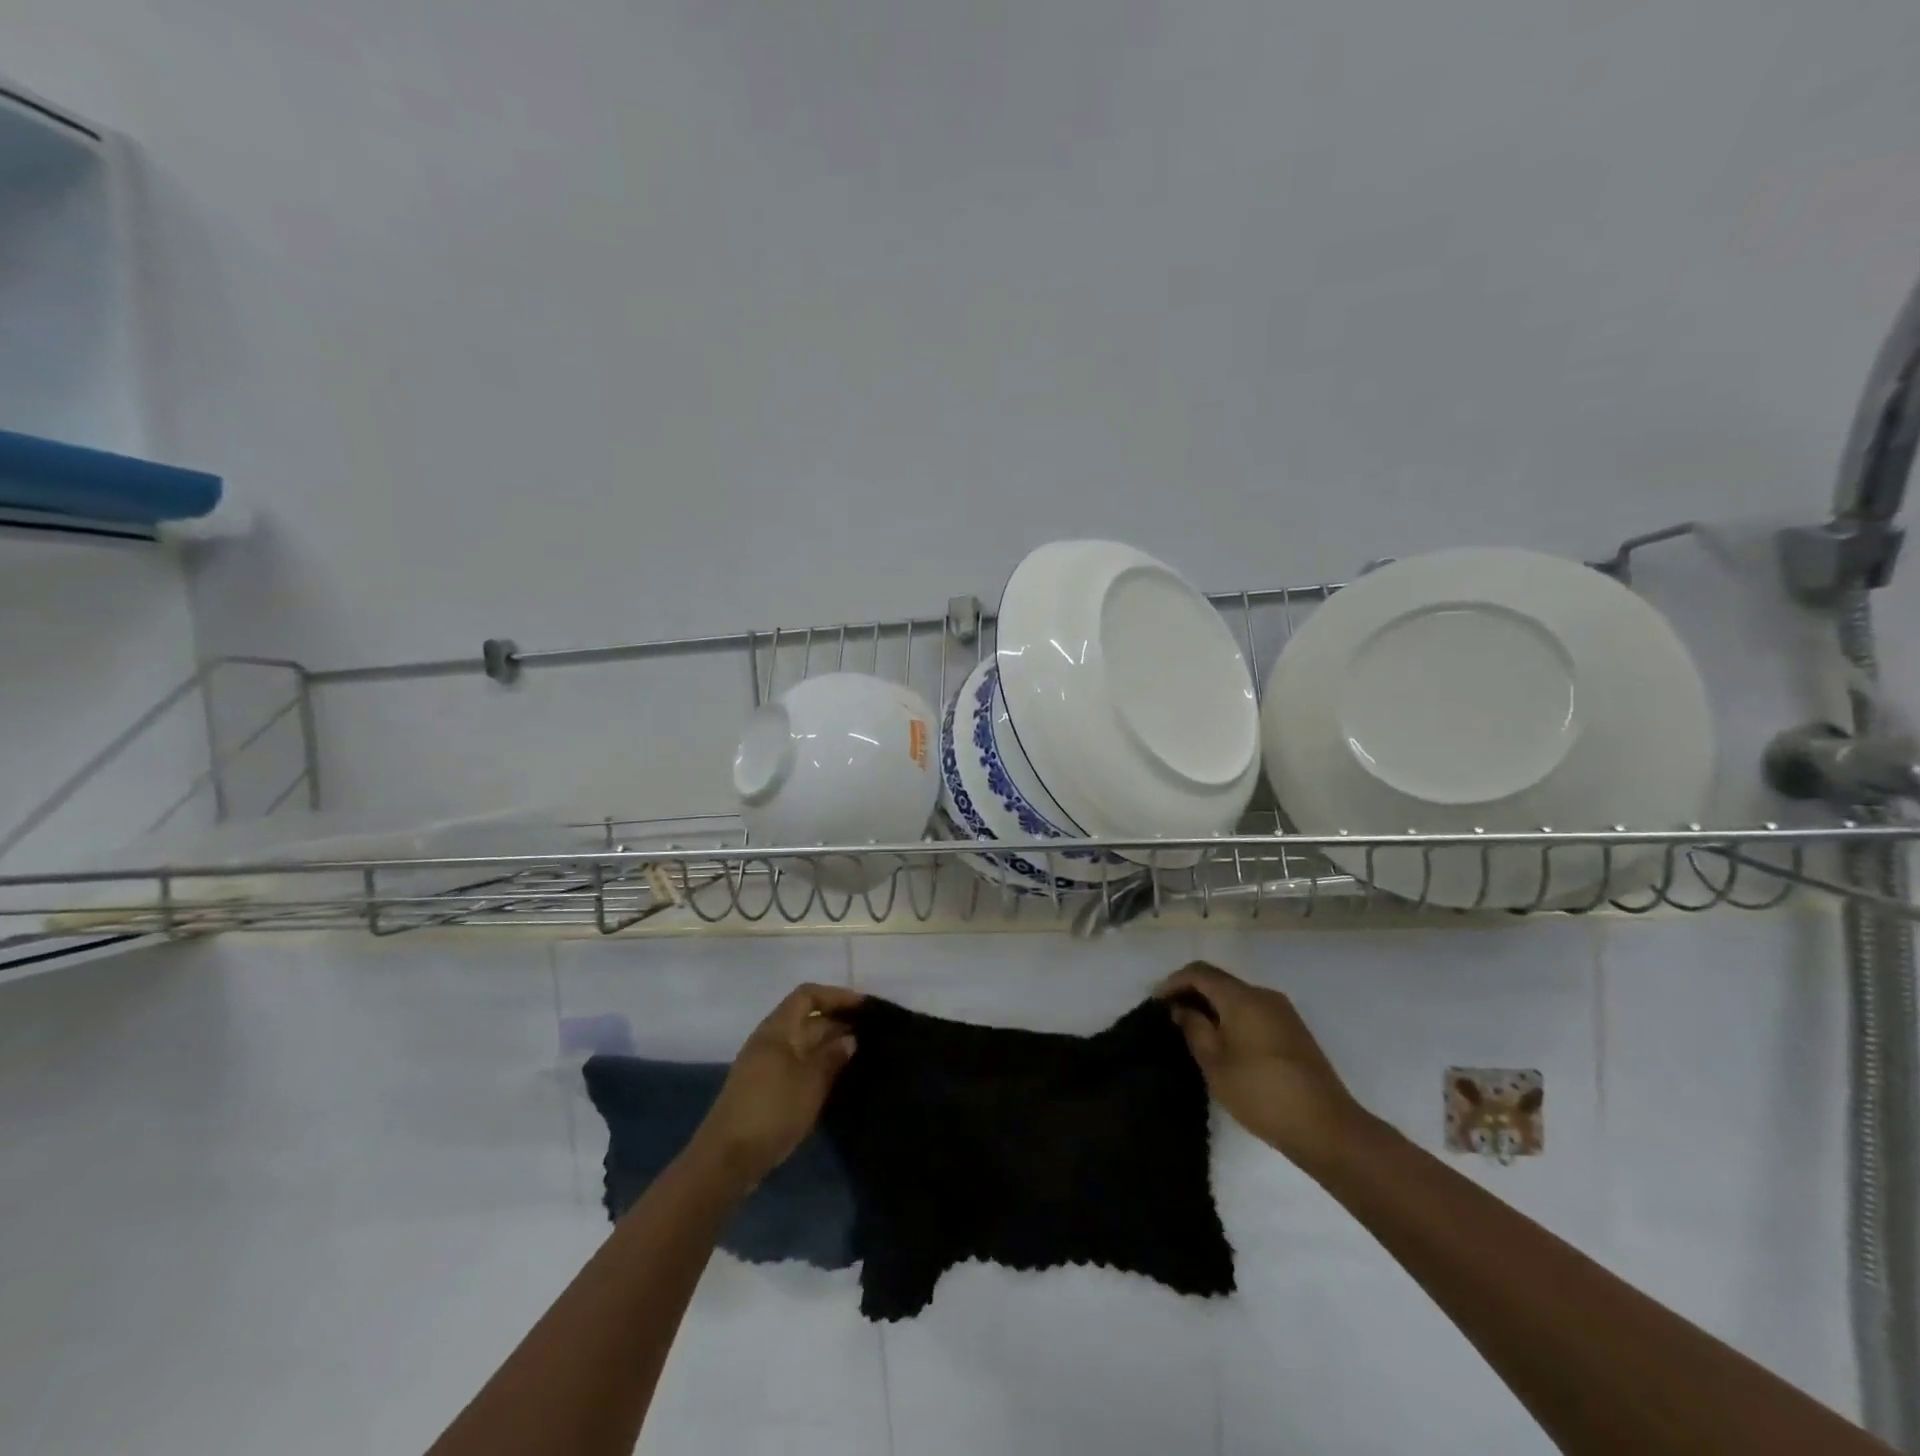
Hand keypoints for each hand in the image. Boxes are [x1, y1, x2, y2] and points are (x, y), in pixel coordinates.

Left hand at [689, 983, 861, 1194]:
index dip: (836, 995)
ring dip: (829, 1046)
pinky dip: (818, 1066)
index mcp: (777, 1029)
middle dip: (837, 1022)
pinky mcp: (764, 1089)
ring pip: (803, 1044)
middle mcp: (769, 1040)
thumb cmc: (772, 1111)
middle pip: (806, 1019)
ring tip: (861, 1056)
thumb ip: (832, 1057)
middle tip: (871, 1034)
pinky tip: (837, 1080)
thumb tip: (849, 1039)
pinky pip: (797, 1065)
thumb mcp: (810, 1082)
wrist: (726, 1160)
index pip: (808, 995)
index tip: (864, 1007)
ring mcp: (765, 1065)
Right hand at [1155, 961, 1364, 1168]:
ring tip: (1194, 1031)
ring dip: (1213, 1006)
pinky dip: (1232, 1017)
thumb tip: (1183, 1008)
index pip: (1199, 972)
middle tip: (1171, 1016)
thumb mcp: (1215, 1063)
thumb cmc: (1261, 1092)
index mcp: (1242, 997)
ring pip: (1238, 997)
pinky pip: (1254, 1011)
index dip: (1173, 982)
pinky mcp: (1294, 1031)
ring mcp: (1283, 1012)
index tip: (1156, 1002)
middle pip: (1220, 981)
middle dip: (1192, 993)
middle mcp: (1264, 995)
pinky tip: (1224, 1043)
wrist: (1326, 1128)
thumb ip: (1194, 1028)